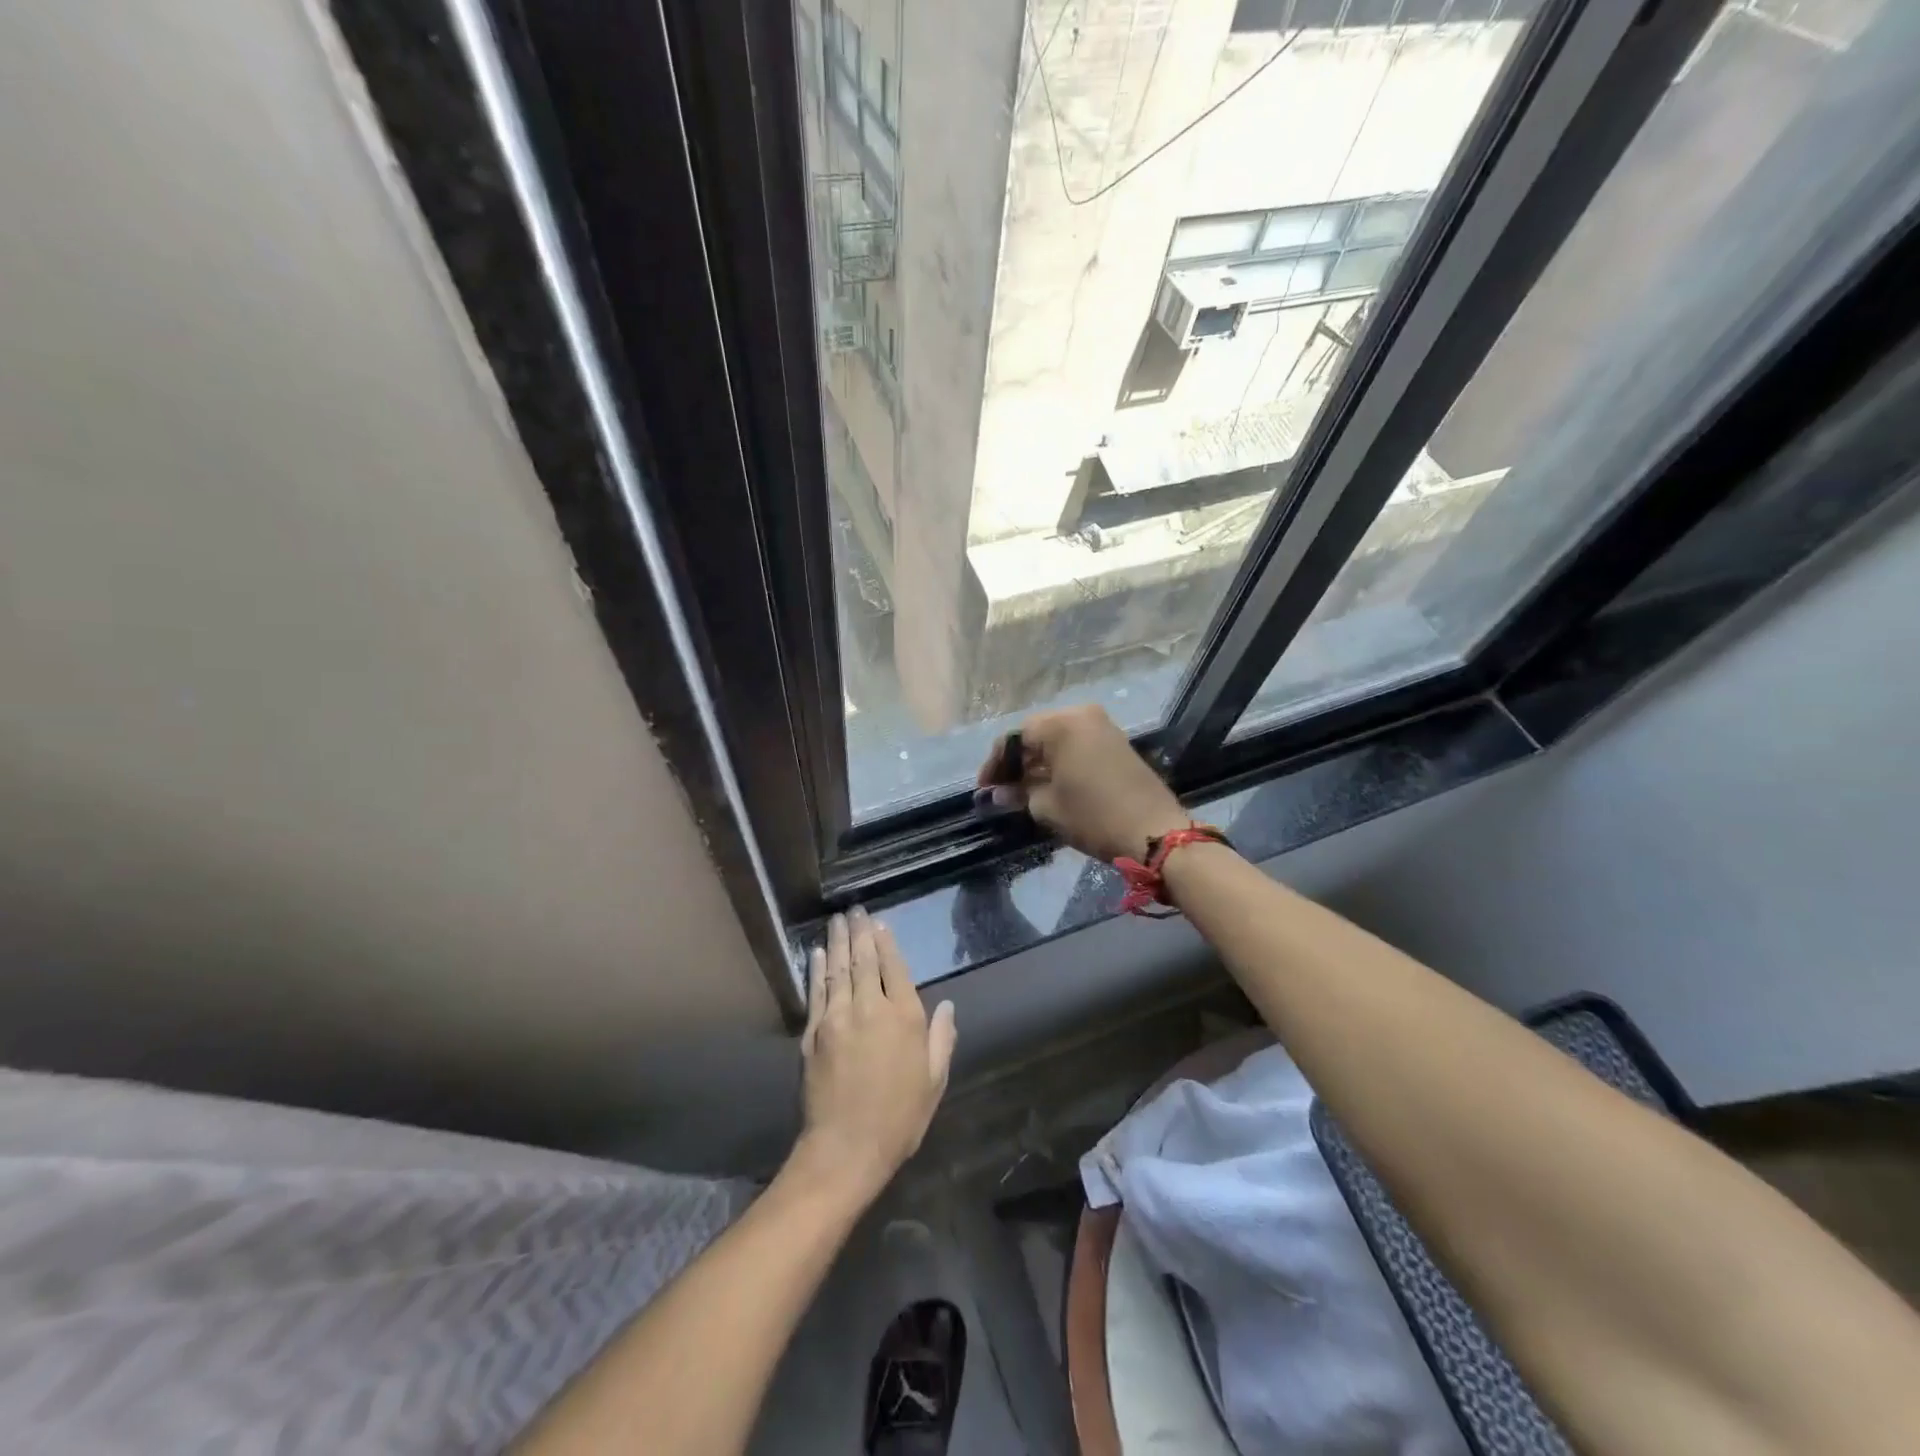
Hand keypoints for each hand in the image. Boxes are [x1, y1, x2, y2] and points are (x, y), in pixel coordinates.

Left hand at [793, 909, 956, 1204]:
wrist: (845, 1149)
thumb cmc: (899, 1118)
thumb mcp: (934, 1082)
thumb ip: (941, 1039)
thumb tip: (947, 1006)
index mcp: (904, 1018)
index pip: (895, 968)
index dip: (887, 943)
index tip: (879, 923)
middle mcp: (869, 1008)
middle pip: (864, 960)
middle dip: (860, 932)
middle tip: (854, 909)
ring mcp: (836, 1018)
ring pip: (837, 969)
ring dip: (837, 942)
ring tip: (837, 920)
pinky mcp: (812, 1033)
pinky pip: (816, 991)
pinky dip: (816, 969)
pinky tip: (816, 954)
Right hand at [977, 704, 1188, 862]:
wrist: (1154, 831)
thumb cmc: (1093, 816)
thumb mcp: (1047, 807)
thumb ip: (1019, 793)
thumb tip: (999, 793)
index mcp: (1060, 724)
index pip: (1015, 737)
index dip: (995, 764)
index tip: (985, 789)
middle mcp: (1081, 715)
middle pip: (1036, 734)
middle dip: (1017, 761)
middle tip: (1001, 788)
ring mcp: (1102, 726)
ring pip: (1057, 739)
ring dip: (1038, 761)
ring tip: (1022, 789)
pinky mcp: (1116, 742)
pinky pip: (1077, 744)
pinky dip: (1059, 761)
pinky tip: (1049, 783)